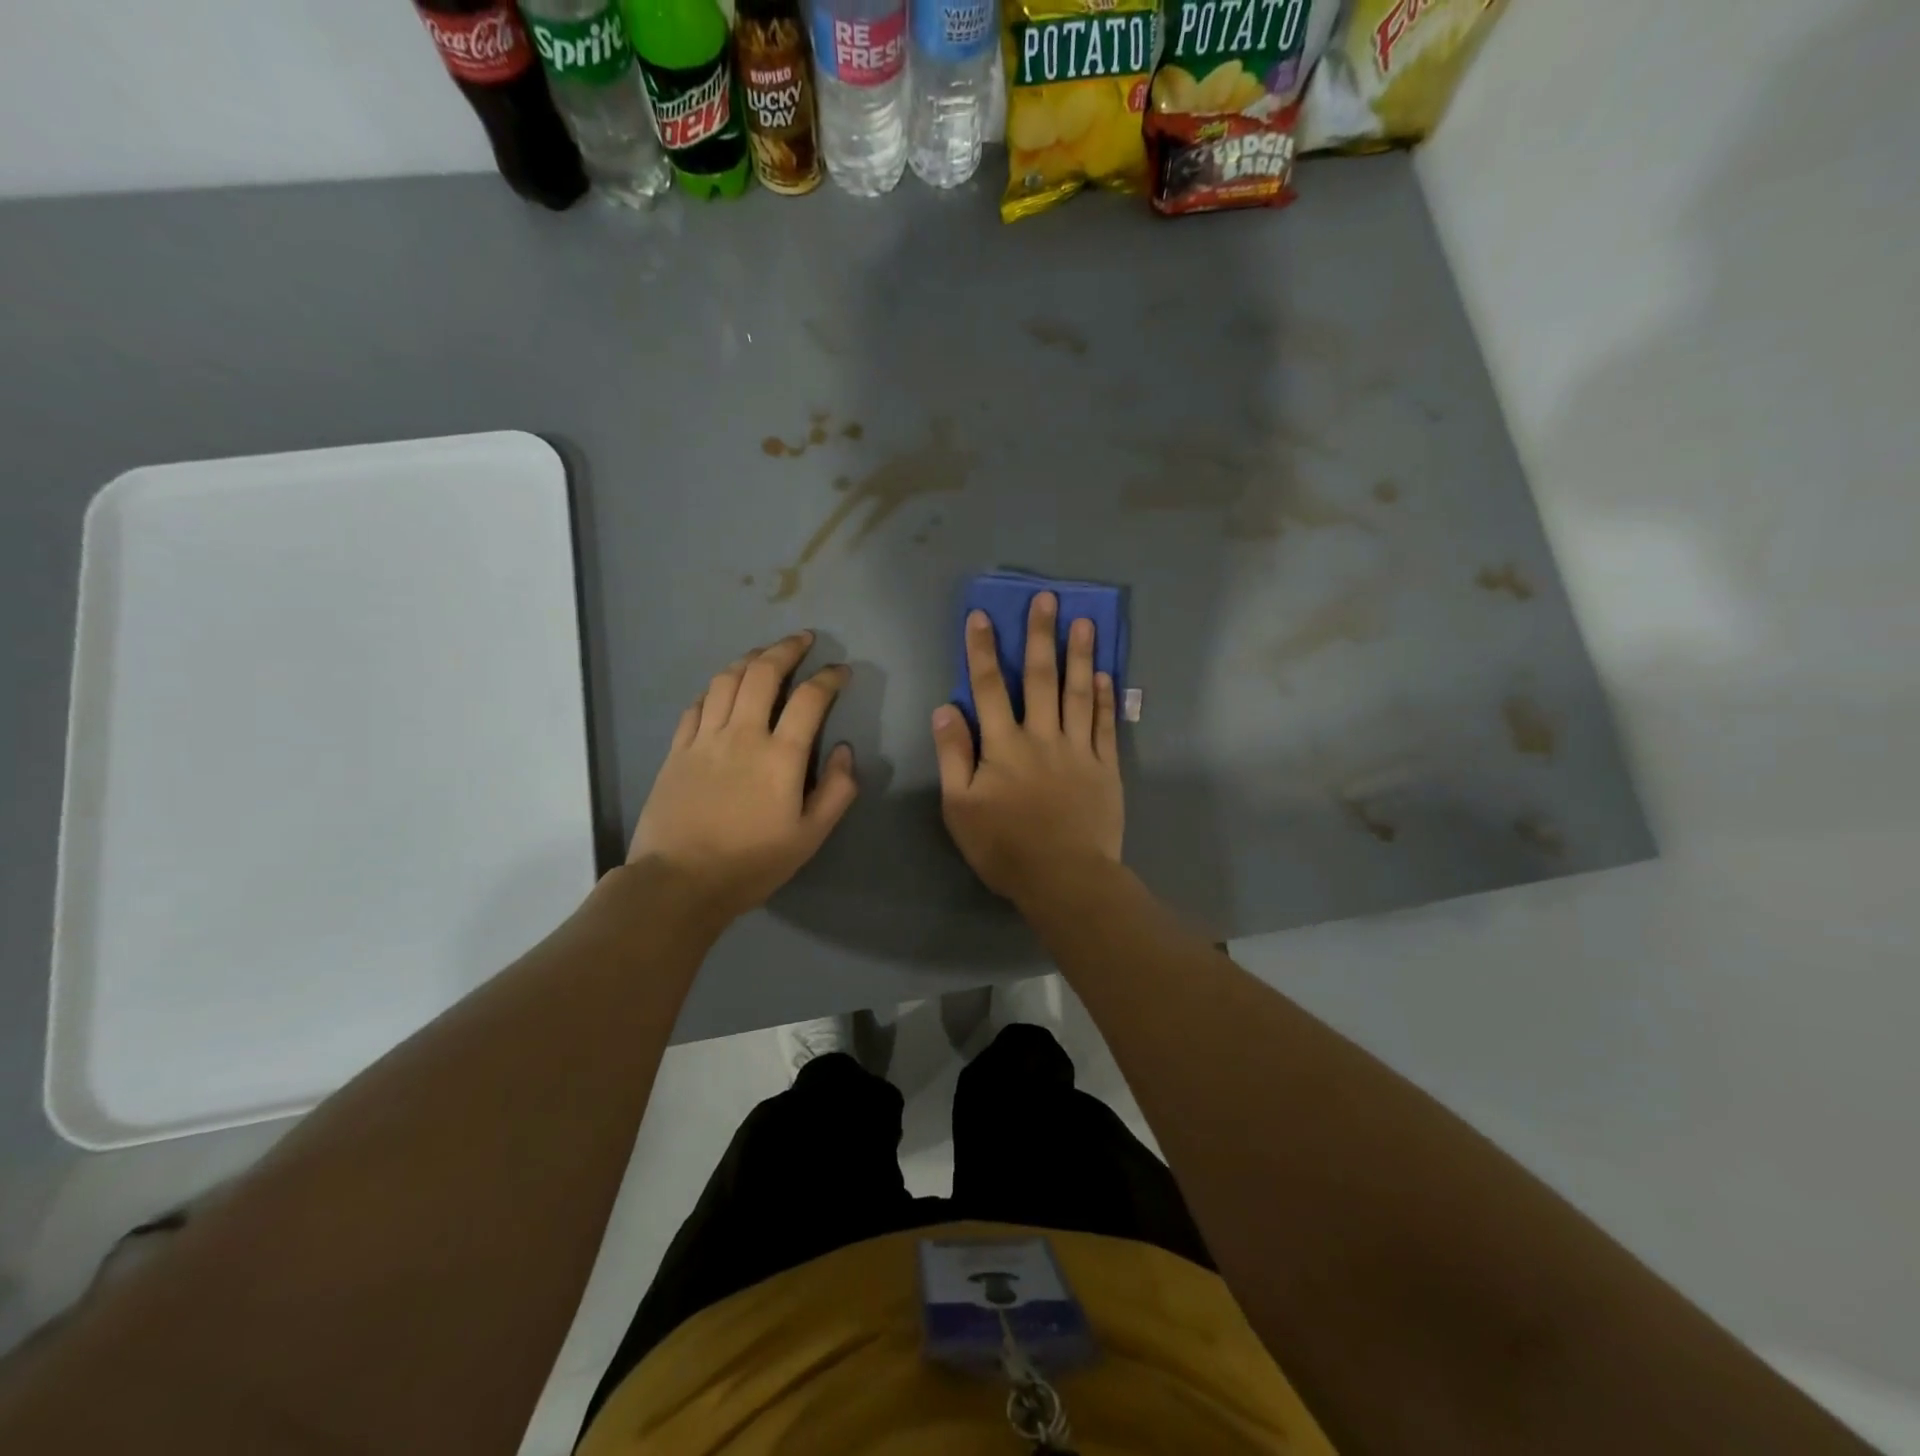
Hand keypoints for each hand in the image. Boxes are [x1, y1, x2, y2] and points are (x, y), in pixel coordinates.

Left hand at [627, 631, 857, 922]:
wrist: (679, 882)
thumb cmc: (751, 863)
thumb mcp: (810, 837)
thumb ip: (837, 791)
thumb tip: (845, 750)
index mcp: (780, 756)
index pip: (810, 699)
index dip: (829, 678)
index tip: (841, 671)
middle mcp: (742, 734)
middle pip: (764, 673)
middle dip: (787, 649)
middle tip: (804, 639)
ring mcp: (704, 739)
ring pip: (727, 680)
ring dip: (750, 658)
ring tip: (766, 653)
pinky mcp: (677, 750)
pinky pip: (698, 704)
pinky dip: (716, 686)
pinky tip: (724, 687)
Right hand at [931, 593, 1123, 901]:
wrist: (1065, 878)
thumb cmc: (1004, 847)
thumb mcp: (960, 808)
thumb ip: (953, 756)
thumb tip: (946, 709)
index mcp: (1003, 746)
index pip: (988, 688)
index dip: (982, 651)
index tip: (981, 617)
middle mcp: (1042, 736)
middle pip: (1040, 678)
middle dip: (1040, 636)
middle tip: (1048, 598)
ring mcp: (1078, 750)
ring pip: (1079, 693)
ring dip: (1080, 655)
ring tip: (1085, 621)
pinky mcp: (1105, 767)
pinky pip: (1105, 724)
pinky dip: (1105, 697)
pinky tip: (1106, 673)